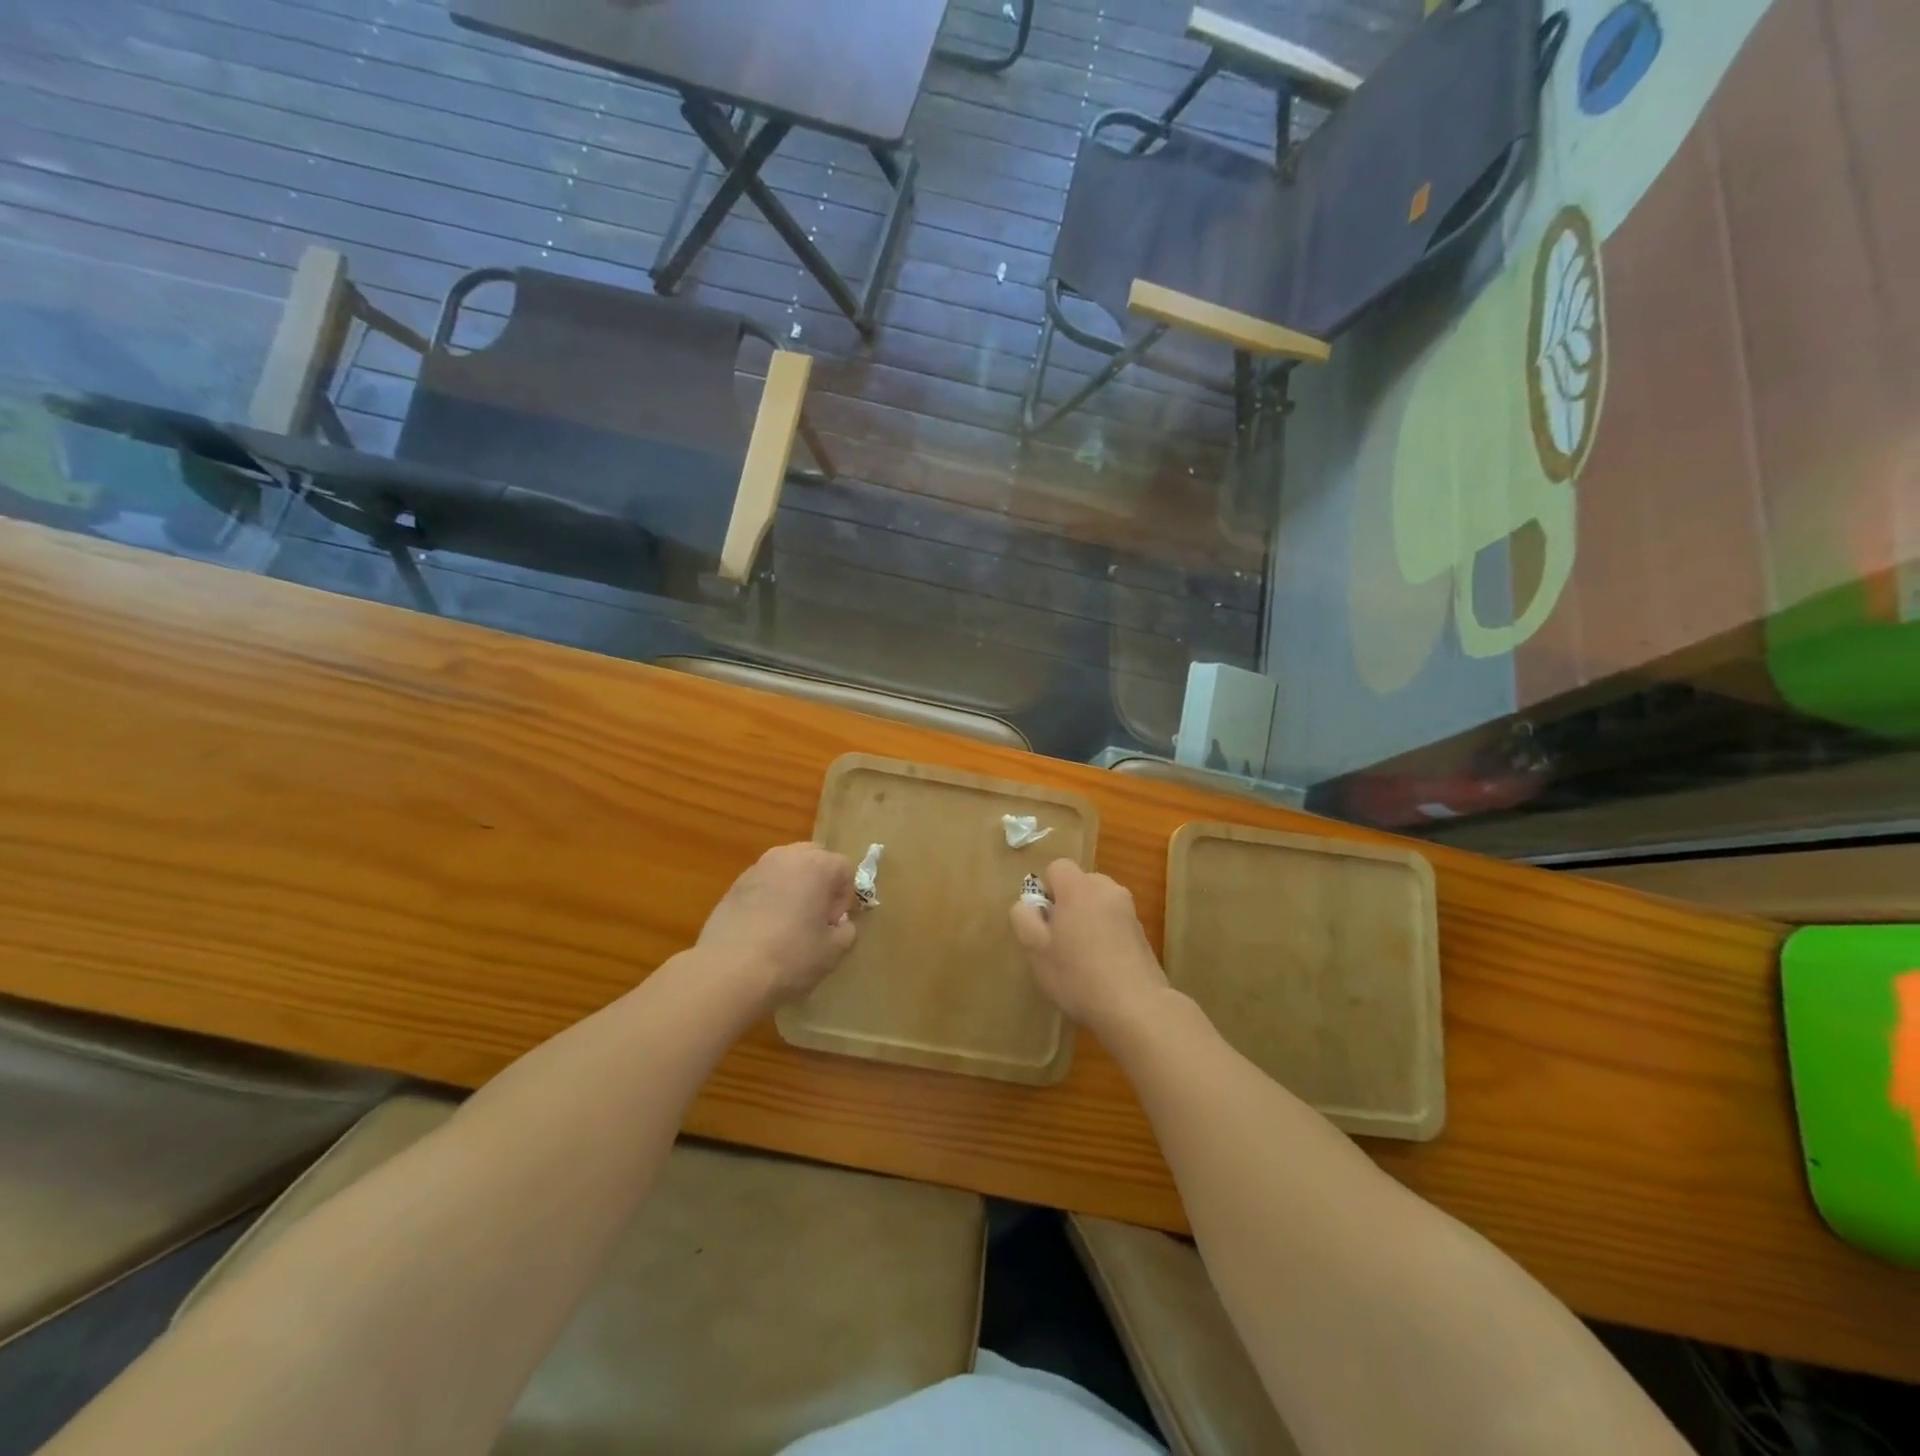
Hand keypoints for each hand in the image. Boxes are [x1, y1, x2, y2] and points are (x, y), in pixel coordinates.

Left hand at [698, 843, 857, 1008]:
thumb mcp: (833, 951)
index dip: (845, 897)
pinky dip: (770, 897)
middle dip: (820, 882)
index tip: (834, 923)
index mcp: (818, 865)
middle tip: (816, 916)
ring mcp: (757, 868)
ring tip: (789, 922)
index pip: (845, 868)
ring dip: (794, 887)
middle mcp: (787, 857)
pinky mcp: (733, 885)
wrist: (728, 971)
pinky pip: (763, 883)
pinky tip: (764, 928)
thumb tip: (840, 923)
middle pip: (814, 858)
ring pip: (786, 868)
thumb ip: (847, 931)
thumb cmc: (790, 956)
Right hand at [1009, 860, 1169, 1036]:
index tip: (1044, 921)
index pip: (1057, 867)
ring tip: (1080, 958)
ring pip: (1098, 905)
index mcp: (1080, 887)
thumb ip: (1024, 918)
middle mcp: (1107, 890)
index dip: (1046, 890)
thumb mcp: (1035, 949)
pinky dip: (1105, 937)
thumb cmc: (1077, 974)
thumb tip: (1027, 904)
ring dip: (1087, 921)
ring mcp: (1129, 911)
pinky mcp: (1142, 934)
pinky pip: (1114, 924)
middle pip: (1080, 884)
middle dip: (1067, 905)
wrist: (1135, 1006)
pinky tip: (1101, 968)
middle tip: (1058, 940)